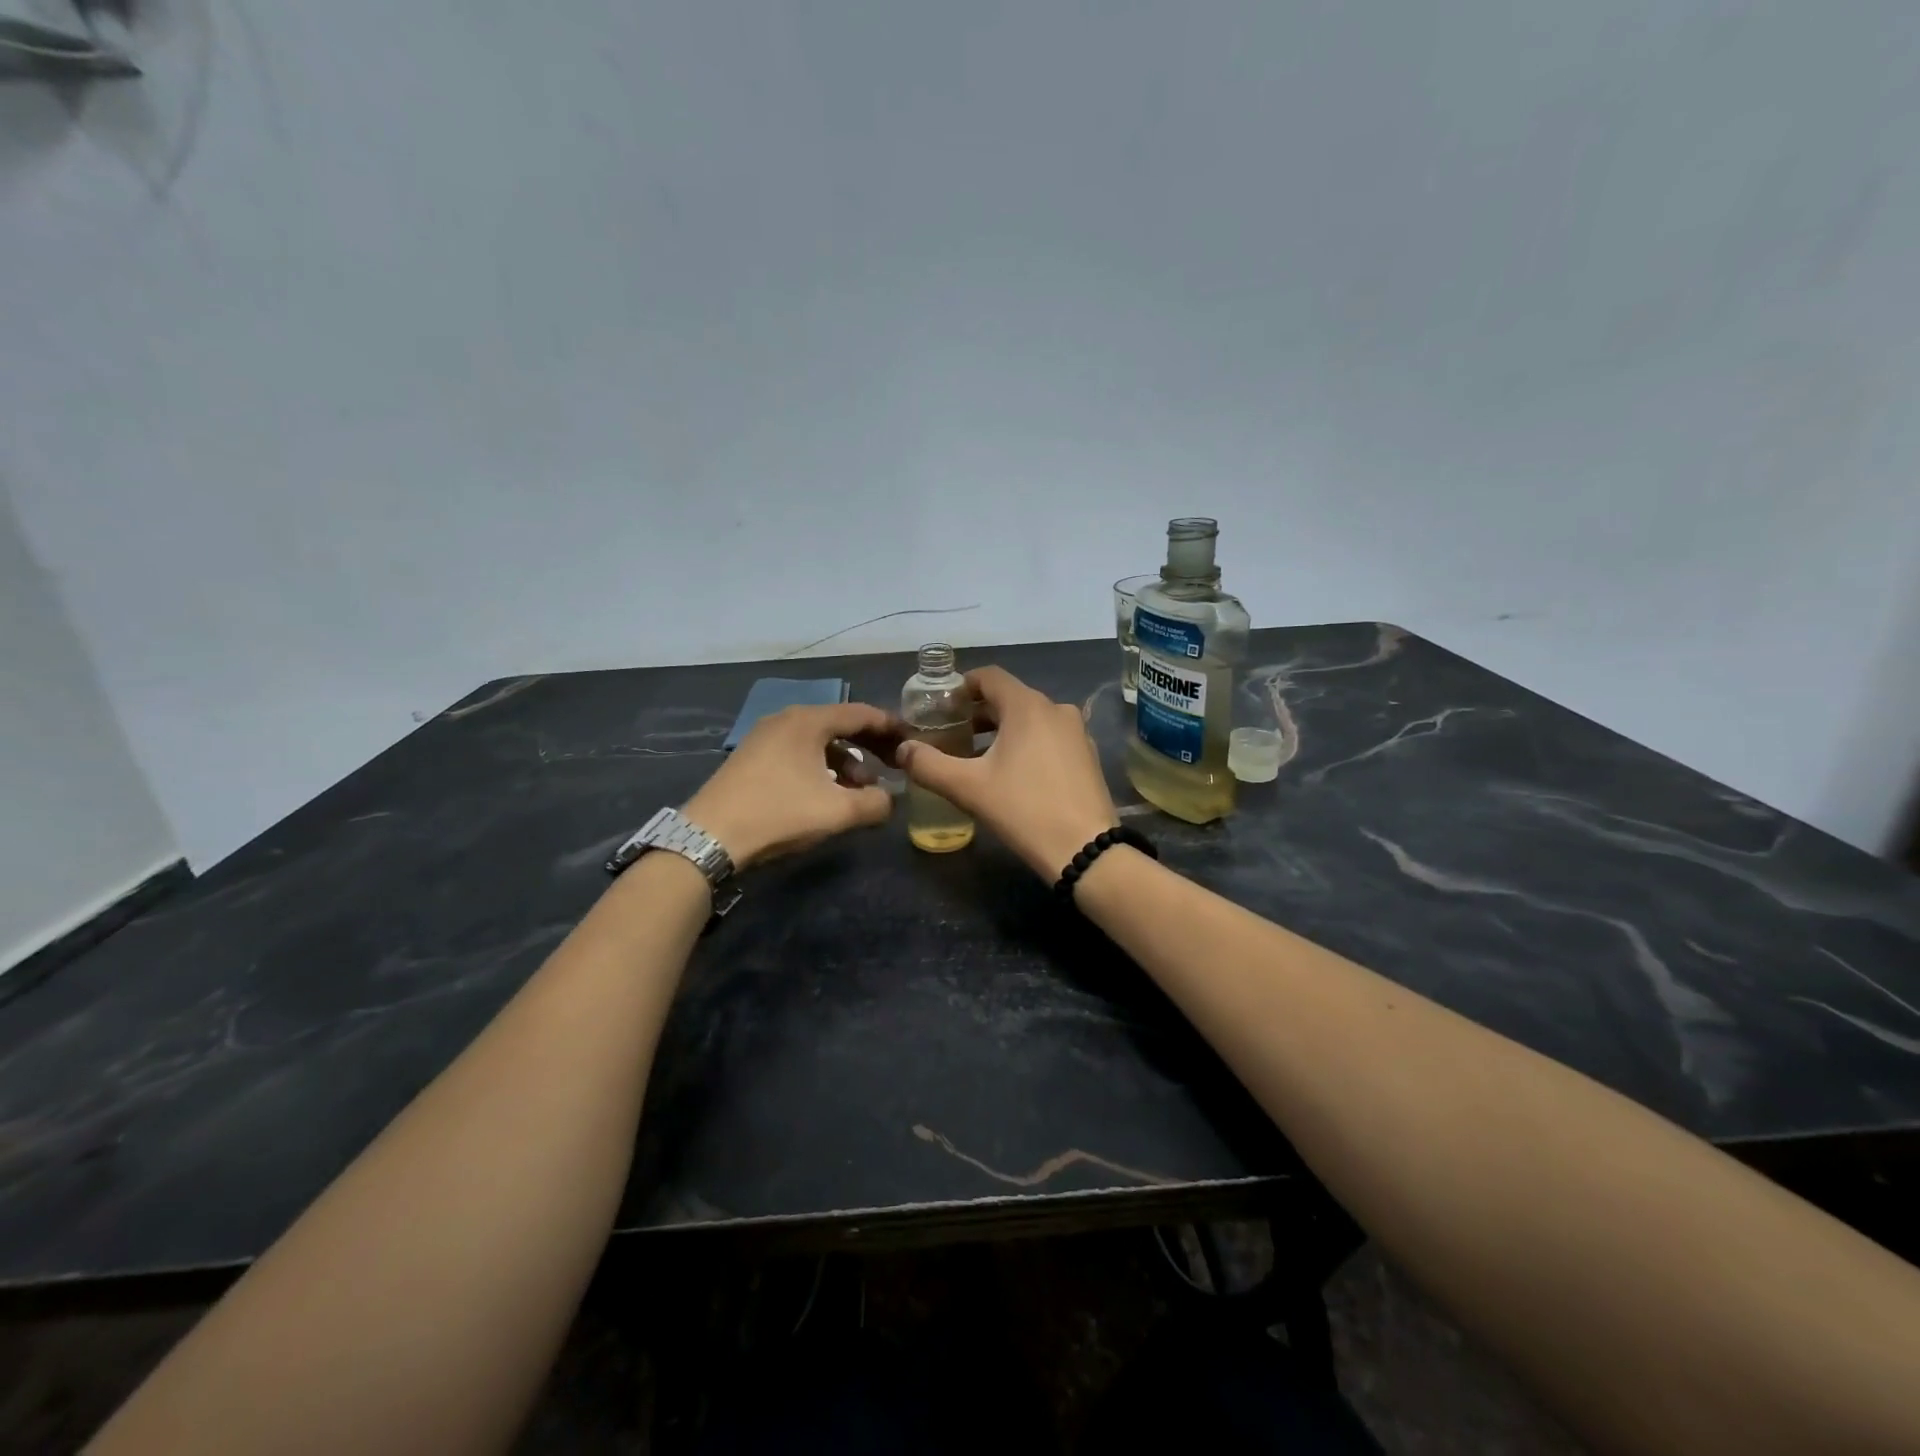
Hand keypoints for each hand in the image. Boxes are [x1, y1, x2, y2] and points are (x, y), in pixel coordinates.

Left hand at [684, 702, 896, 869]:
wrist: (710, 836)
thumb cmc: (779, 813)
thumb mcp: (837, 812)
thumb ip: (875, 803)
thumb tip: (891, 800)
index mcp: (808, 721)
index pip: (861, 713)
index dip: (890, 727)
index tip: (912, 742)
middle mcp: (787, 719)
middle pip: (840, 724)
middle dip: (869, 745)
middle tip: (893, 765)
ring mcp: (765, 736)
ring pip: (818, 740)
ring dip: (845, 760)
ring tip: (861, 788)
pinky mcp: (752, 756)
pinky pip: (798, 751)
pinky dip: (821, 766)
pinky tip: (828, 792)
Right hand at [894, 666, 1118, 879]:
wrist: (1085, 849)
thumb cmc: (1024, 809)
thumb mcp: (968, 788)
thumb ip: (929, 765)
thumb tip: (902, 750)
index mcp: (1028, 706)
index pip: (989, 676)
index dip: (961, 686)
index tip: (941, 707)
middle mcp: (1056, 709)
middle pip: (1010, 697)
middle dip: (978, 712)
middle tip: (951, 734)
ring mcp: (1077, 732)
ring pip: (1031, 719)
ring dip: (1001, 730)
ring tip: (976, 756)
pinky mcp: (1087, 755)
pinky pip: (1049, 737)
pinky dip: (1026, 743)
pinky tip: (1012, 773)